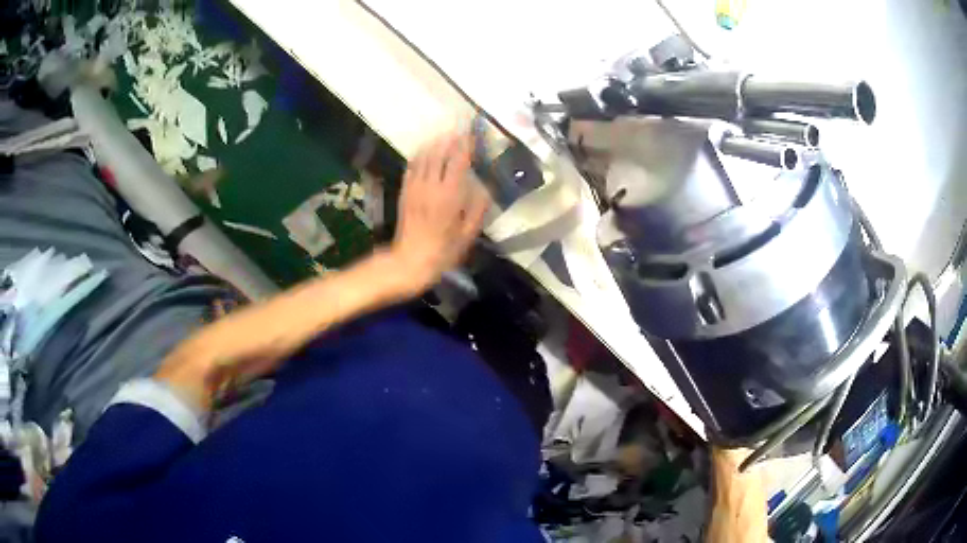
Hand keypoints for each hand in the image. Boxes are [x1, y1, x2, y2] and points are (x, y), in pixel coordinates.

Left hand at [388, 131, 489, 295]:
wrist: (410, 261)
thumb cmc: (444, 251)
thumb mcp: (468, 234)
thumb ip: (479, 208)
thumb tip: (486, 188)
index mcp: (450, 195)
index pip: (458, 160)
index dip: (465, 144)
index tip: (472, 133)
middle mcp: (431, 185)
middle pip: (440, 152)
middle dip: (450, 138)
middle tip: (460, 129)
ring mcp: (415, 187)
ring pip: (424, 156)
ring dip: (435, 143)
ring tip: (445, 136)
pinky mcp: (405, 191)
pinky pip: (412, 166)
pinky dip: (420, 155)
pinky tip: (426, 151)